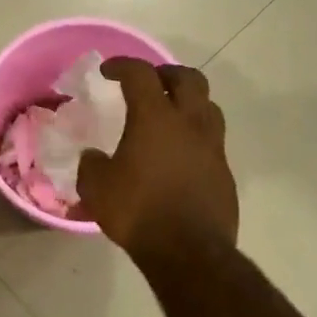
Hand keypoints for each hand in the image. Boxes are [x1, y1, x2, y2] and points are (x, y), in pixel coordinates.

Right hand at [76, 58, 237, 253]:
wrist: (188, 251)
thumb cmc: (137, 210)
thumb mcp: (96, 186)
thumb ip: (91, 164)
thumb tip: (94, 157)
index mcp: (155, 118)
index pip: (141, 74)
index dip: (122, 65)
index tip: (107, 70)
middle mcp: (190, 124)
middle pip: (188, 78)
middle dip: (166, 73)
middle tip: (147, 83)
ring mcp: (213, 147)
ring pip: (207, 107)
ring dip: (187, 102)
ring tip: (168, 115)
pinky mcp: (224, 172)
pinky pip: (211, 140)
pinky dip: (193, 136)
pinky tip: (177, 155)